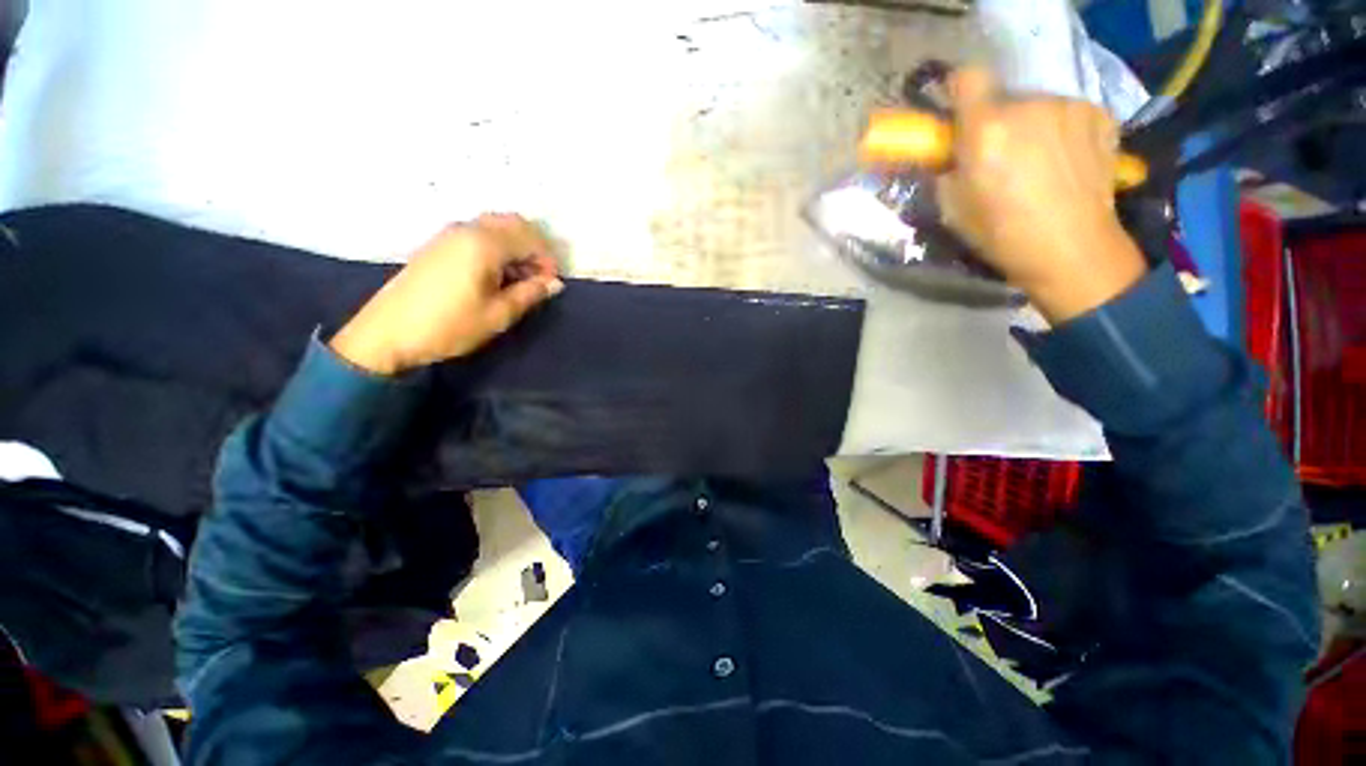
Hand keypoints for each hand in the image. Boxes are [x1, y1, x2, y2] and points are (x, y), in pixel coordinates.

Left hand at [330, 214, 563, 374]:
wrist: (388, 333)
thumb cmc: (450, 326)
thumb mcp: (498, 314)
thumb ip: (530, 294)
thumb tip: (555, 284)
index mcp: (484, 244)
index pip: (530, 237)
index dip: (548, 260)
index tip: (551, 285)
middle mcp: (467, 230)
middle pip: (513, 223)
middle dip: (534, 247)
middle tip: (539, 278)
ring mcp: (450, 234)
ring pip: (495, 227)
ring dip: (516, 247)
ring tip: (520, 279)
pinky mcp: (439, 244)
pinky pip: (478, 234)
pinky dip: (497, 247)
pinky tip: (496, 275)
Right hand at [938, 68, 1145, 322]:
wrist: (1071, 249)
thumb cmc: (1001, 234)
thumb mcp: (952, 208)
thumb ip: (945, 170)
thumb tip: (948, 154)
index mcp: (986, 130)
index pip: (968, 77)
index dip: (960, 91)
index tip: (959, 113)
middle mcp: (1029, 106)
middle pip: (1004, 98)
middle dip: (996, 121)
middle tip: (1000, 156)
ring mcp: (1069, 107)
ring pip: (1037, 107)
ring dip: (1030, 126)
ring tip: (1037, 164)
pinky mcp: (1100, 114)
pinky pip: (1067, 114)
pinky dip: (1060, 131)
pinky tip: (1065, 162)